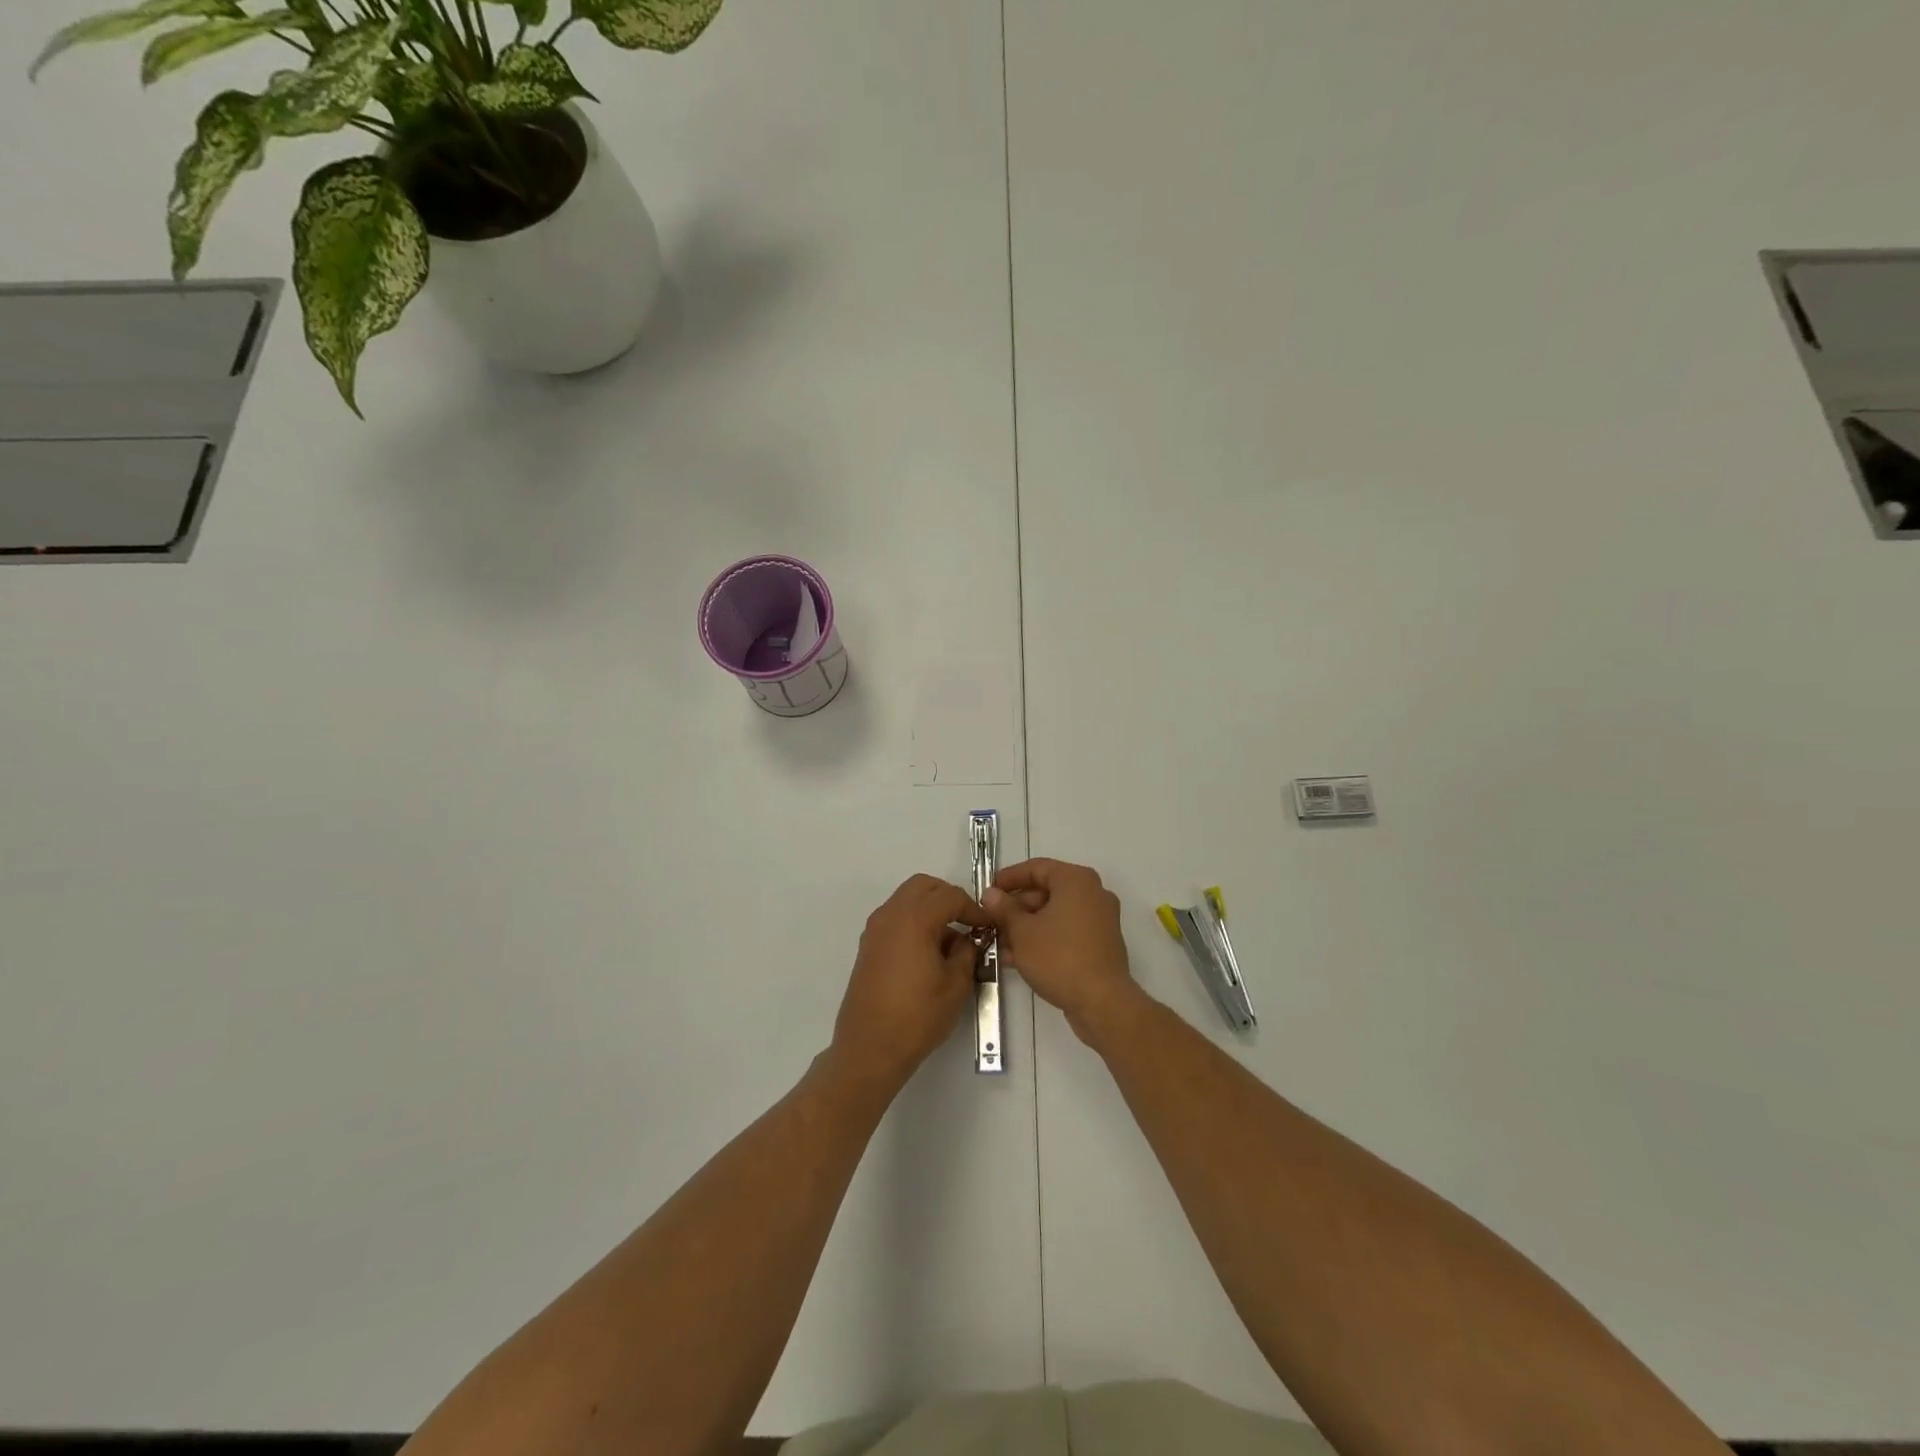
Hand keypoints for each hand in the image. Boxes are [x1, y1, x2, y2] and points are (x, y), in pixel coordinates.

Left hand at [830, 874, 988, 1092]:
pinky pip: (895, 917)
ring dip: (930, 908)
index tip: (988, 925)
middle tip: (968, 921)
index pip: (950, 896)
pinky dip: (914, 921)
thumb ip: (966, 952)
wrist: (870, 1048)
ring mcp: (875, 929)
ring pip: (906, 899)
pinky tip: (928, 951)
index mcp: (914, 919)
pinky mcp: (868, 946)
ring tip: (949, 939)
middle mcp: (890, 915)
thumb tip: (967, 939)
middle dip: (948, 897)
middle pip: (923, 886)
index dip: (973, 908)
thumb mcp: (956, 984)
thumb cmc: (918, 1016)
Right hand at [984, 858, 1144, 1044]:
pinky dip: (1044, 939)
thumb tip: (991, 894)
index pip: (1037, 868)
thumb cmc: (1059, 957)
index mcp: (1076, 880)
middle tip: (992, 922)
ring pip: (1055, 915)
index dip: (1009, 878)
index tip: (988, 891)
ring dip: (1027, 927)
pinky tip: (1019, 959)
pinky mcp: (1101, 944)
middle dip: (1016, 908)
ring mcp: (1100, 920)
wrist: (1101, 1002)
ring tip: (1000, 945)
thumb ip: (1004, 909)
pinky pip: (1067, 932)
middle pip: (1046, 891)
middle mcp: (1093, 893)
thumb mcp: (1022, 931)